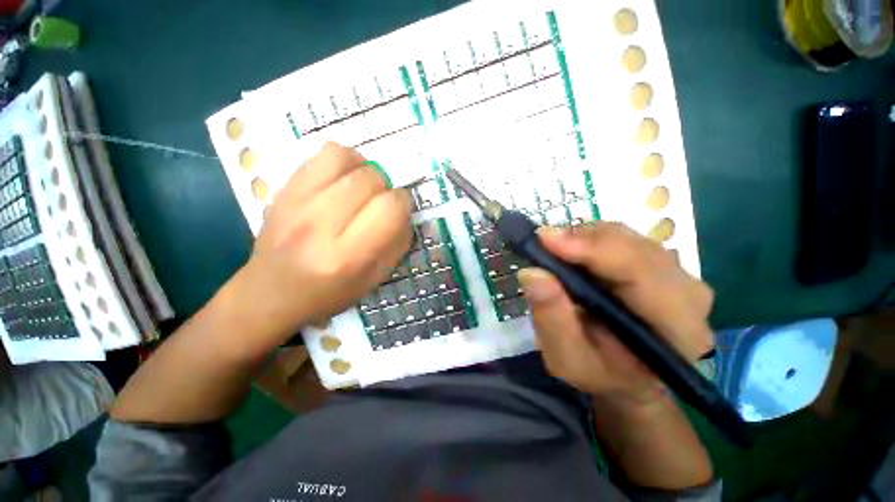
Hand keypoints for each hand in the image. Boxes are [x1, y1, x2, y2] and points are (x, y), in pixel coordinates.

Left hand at [227, 142, 411, 349]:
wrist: (270, 293)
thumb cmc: (329, 293)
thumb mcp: (374, 279)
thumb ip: (397, 243)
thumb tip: (404, 211)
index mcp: (347, 257)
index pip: (390, 208)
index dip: (402, 204)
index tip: (399, 212)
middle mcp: (319, 225)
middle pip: (370, 179)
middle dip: (386, 187)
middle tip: (379, 203)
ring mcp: (295, 202)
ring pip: (345, 158)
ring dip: (365, 169)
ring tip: (362, 187)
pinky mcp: (283, 189)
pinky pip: (322, 154)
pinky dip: (343, 161)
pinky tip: (342, 180)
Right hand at [518, 223, 713, 406]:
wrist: (626, 375)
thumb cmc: (598, 372)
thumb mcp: (566, 358)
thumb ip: (552, 318)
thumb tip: (532, 273)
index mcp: (676, 329)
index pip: (642, 273)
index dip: (593, 250)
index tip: (546, 240)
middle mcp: (688, 295)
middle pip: (635, 247)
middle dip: (584, 240)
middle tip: (543, 243)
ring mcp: (678, 275)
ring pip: (629, 238)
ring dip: (585, 238)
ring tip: (554, 249)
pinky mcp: (661, 265)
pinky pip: (625, 239)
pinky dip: (592, 240)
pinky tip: (572, 251)